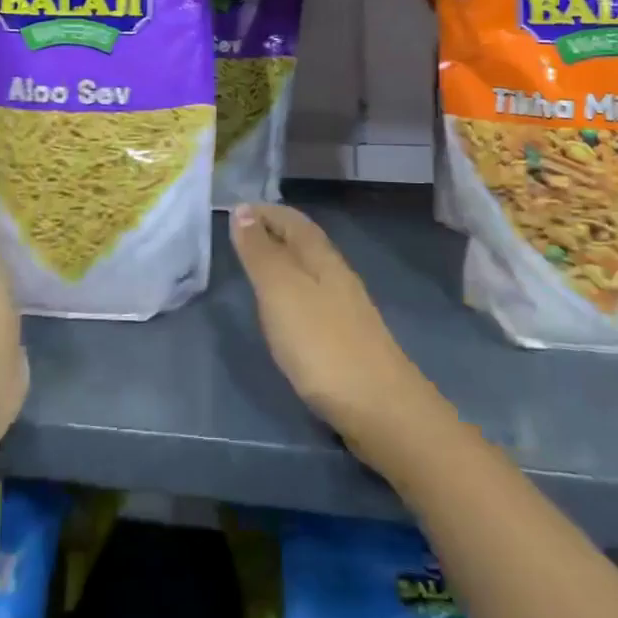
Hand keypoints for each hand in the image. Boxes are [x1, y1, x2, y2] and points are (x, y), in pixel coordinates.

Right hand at [230, 204, 440, 461]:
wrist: (381, 408)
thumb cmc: (322, 344)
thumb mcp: (281, 292)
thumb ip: (261, 253)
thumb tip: (243, 210)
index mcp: (321, 258)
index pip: (292, 220)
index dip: (265, 211)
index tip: (236, 210)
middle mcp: (337, 274)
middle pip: (304, 241)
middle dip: (274, 231)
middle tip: (241, 234)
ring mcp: (346, 307)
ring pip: (311, 269)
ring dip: (284, 260)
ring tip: (256, 267)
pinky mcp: (348, 337)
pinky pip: (315, 296)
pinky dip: (294, 289)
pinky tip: (285, 310)